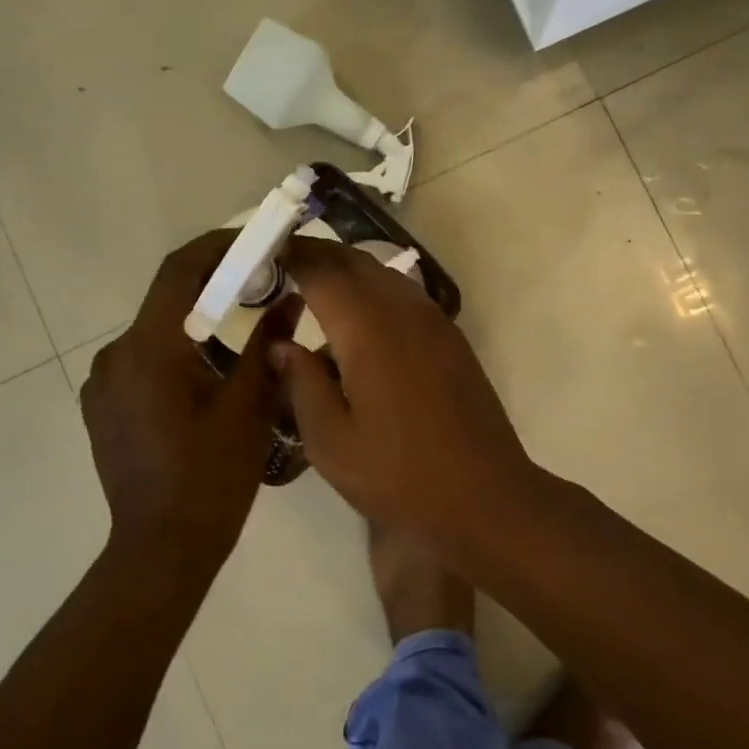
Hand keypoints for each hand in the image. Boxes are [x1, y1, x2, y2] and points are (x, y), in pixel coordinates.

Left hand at [80, 232, 298, 563]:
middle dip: (214, 288)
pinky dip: (176, 352)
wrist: (161, 550)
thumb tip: (290, 299)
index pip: (179, 271)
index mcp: (149, 349)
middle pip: (167, 300)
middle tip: (260, 288)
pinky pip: (142, 361)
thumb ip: (267, 345)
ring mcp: (102, 383)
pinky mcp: (102, 407)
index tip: (254, 241)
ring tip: (240, 341)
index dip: (217, 247)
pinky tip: (206, 379)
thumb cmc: (210, 478)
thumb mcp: (248, 407)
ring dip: (196, 324)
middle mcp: (115, 356)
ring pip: (156, 332)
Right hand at [270, 238, 538, 538]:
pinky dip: (374, 291)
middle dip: (318, 255)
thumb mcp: (331, 442)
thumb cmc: (399, 475)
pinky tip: (359, 326)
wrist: (485, 497)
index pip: (322, 270)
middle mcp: (402, 309)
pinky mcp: (450, 337)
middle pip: (355, 261)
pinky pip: (404, 295)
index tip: (263, 251)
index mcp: (368, 329)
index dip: (291, 255)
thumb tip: (281, 344)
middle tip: (283, 264)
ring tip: (315, 291)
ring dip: (347, 271)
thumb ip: (302, 384)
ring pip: (382, 274)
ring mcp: (433, 320)